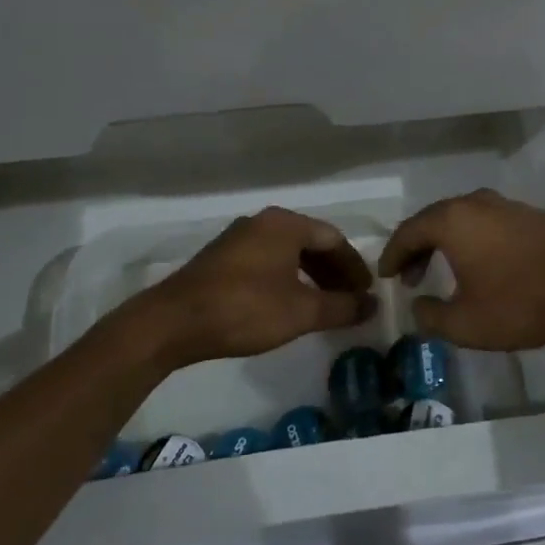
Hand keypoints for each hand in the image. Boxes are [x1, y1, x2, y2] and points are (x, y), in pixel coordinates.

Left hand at [139, 207, 374, 368]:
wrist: (173, 322)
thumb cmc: (244, 309)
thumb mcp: (300, 312)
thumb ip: (341, 307)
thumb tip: (371, 306)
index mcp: (285, 224)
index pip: (334, 239)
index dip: (354, 267)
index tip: (366, 293)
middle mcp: (263, 222)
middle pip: (311, 243)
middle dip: (334, 272)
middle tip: (350, 300)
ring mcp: (239, 238)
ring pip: (288, 253)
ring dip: (311, 277)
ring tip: (324, 306)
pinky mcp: (222, 259)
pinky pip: (267, 261)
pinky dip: (287, 279)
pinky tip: (289, 304)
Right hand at [377, 189, 544, 351]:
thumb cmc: (520, 304)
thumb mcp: (465, 324)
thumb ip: (431, 317)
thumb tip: (418, 308)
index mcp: (453, 221)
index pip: (409, 231)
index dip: (393, 254)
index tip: (385, 275)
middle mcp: (476, 203)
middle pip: (435, 219)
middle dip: (417, 247)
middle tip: (410, 276)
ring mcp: (506, 205)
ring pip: (463, 218)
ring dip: (446, 242)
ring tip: (443, 271)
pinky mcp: (531, 215)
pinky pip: (488, 222)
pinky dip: (473, 239)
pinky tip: (482, 264)